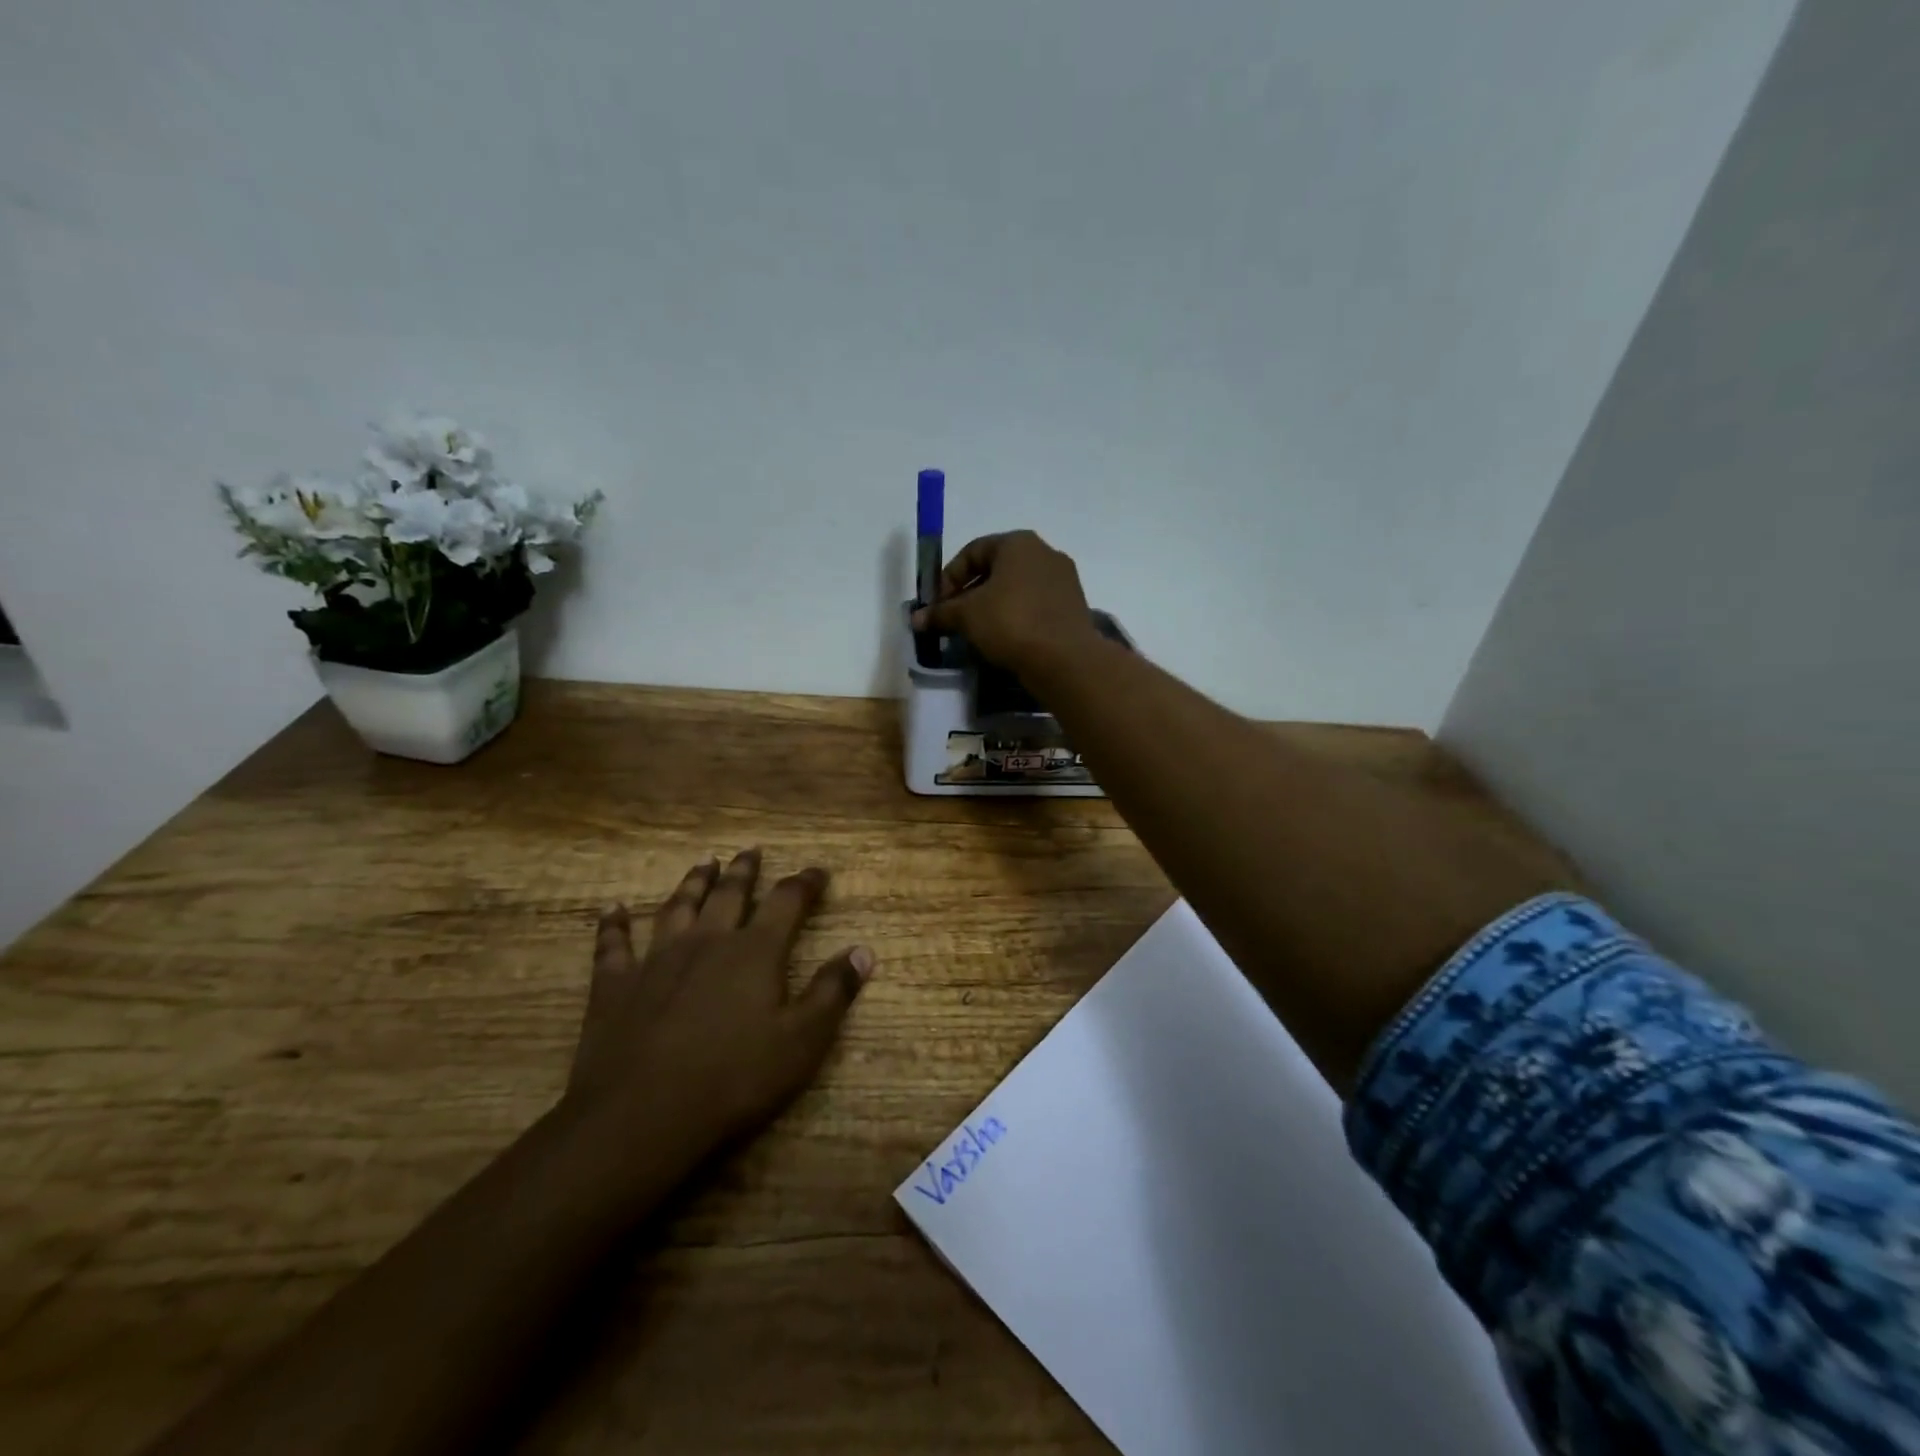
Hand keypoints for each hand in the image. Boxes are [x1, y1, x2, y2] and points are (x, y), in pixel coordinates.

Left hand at [565, 849, 873, 1169]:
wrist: (642, 1114)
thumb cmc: (734, 1078)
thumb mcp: (802, 1041)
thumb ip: (833, 992)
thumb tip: (863, 951)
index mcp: (755, 951)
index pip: (787, 901)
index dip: (805, 883)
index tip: (818, 871)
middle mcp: (707, 941)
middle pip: (729, 894)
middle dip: (744, 871)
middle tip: (751, 851)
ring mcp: (657, 959)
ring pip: (678, 907)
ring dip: (692, 883)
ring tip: (703, 863)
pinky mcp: (615, 985)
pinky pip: (613, 945)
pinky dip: (613, 925)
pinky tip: (612, 909)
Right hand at [910, 530, 1099, 674]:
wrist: (1065, 659)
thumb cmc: (1011, 622)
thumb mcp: (967, 615)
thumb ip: (941, 613)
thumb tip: (916, 619)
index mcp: (1018, 543)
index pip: (973, 551)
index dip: (949, 577)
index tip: (938, 604)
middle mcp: (1044, 553)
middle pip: (996, 569)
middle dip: (970, 593)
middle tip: (954, 619)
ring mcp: (1063, 580)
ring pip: (1016, 589)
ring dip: (993, 606)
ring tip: (977, 632)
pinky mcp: (1072, 606)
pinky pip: (1035, 606)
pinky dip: (1016, 617)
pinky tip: (1005, 639)